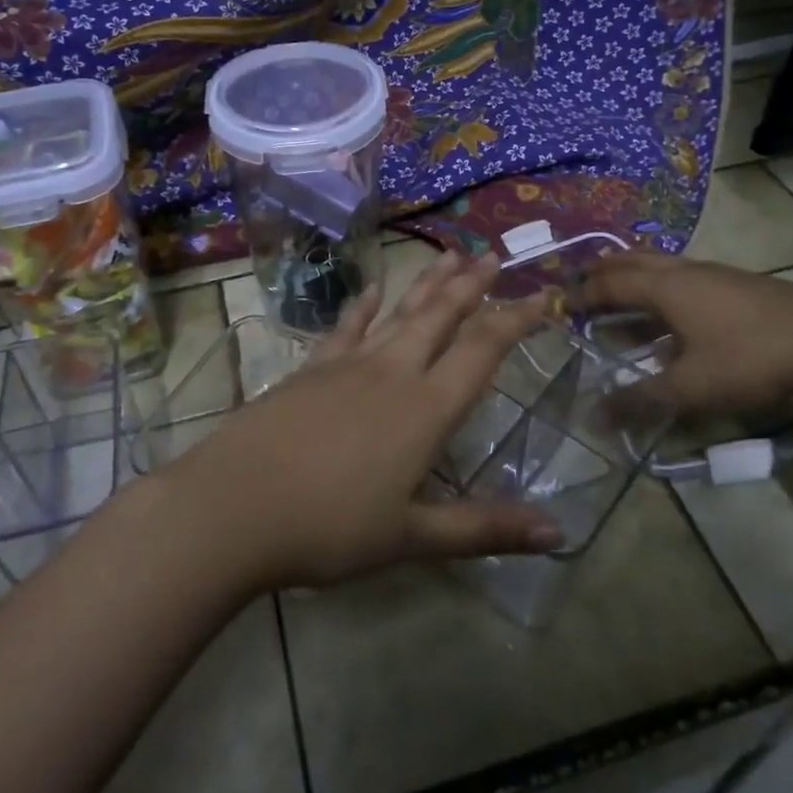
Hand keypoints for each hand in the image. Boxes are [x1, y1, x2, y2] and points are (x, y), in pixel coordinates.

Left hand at [168, 253, 564, 589]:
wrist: (234, 506)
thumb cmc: (329, 528)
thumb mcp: (412, 537)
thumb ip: (483, 528)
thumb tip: (558, 534)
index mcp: (425, 409)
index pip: (483, 350)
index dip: (516, 319)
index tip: (541, 294)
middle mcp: (392, 372)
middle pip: (440, 316)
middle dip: (471, 285)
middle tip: (493, 255)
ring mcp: (347, 364)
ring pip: (399, 312)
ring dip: (427, 283)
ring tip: (450, 254)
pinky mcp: (310, 368)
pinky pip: (345, 327)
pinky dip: (362, 307)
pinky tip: (372, 289)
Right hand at [573, 252, 792, 416]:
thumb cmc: (749, 360)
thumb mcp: (689, 387)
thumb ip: (639, 401)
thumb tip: (592, 417)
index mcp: (665, 288)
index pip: (610, 284)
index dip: (583, 293)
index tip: (561, 302)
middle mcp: (685, 271)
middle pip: (633, 260)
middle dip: (603, 268)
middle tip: (581, 277)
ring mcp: (716, 272)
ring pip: (662, 261)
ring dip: (634, 269)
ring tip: (621, 280)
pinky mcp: (741, 281)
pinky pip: (685, 270)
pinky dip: (662, 277)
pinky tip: (677, 300)